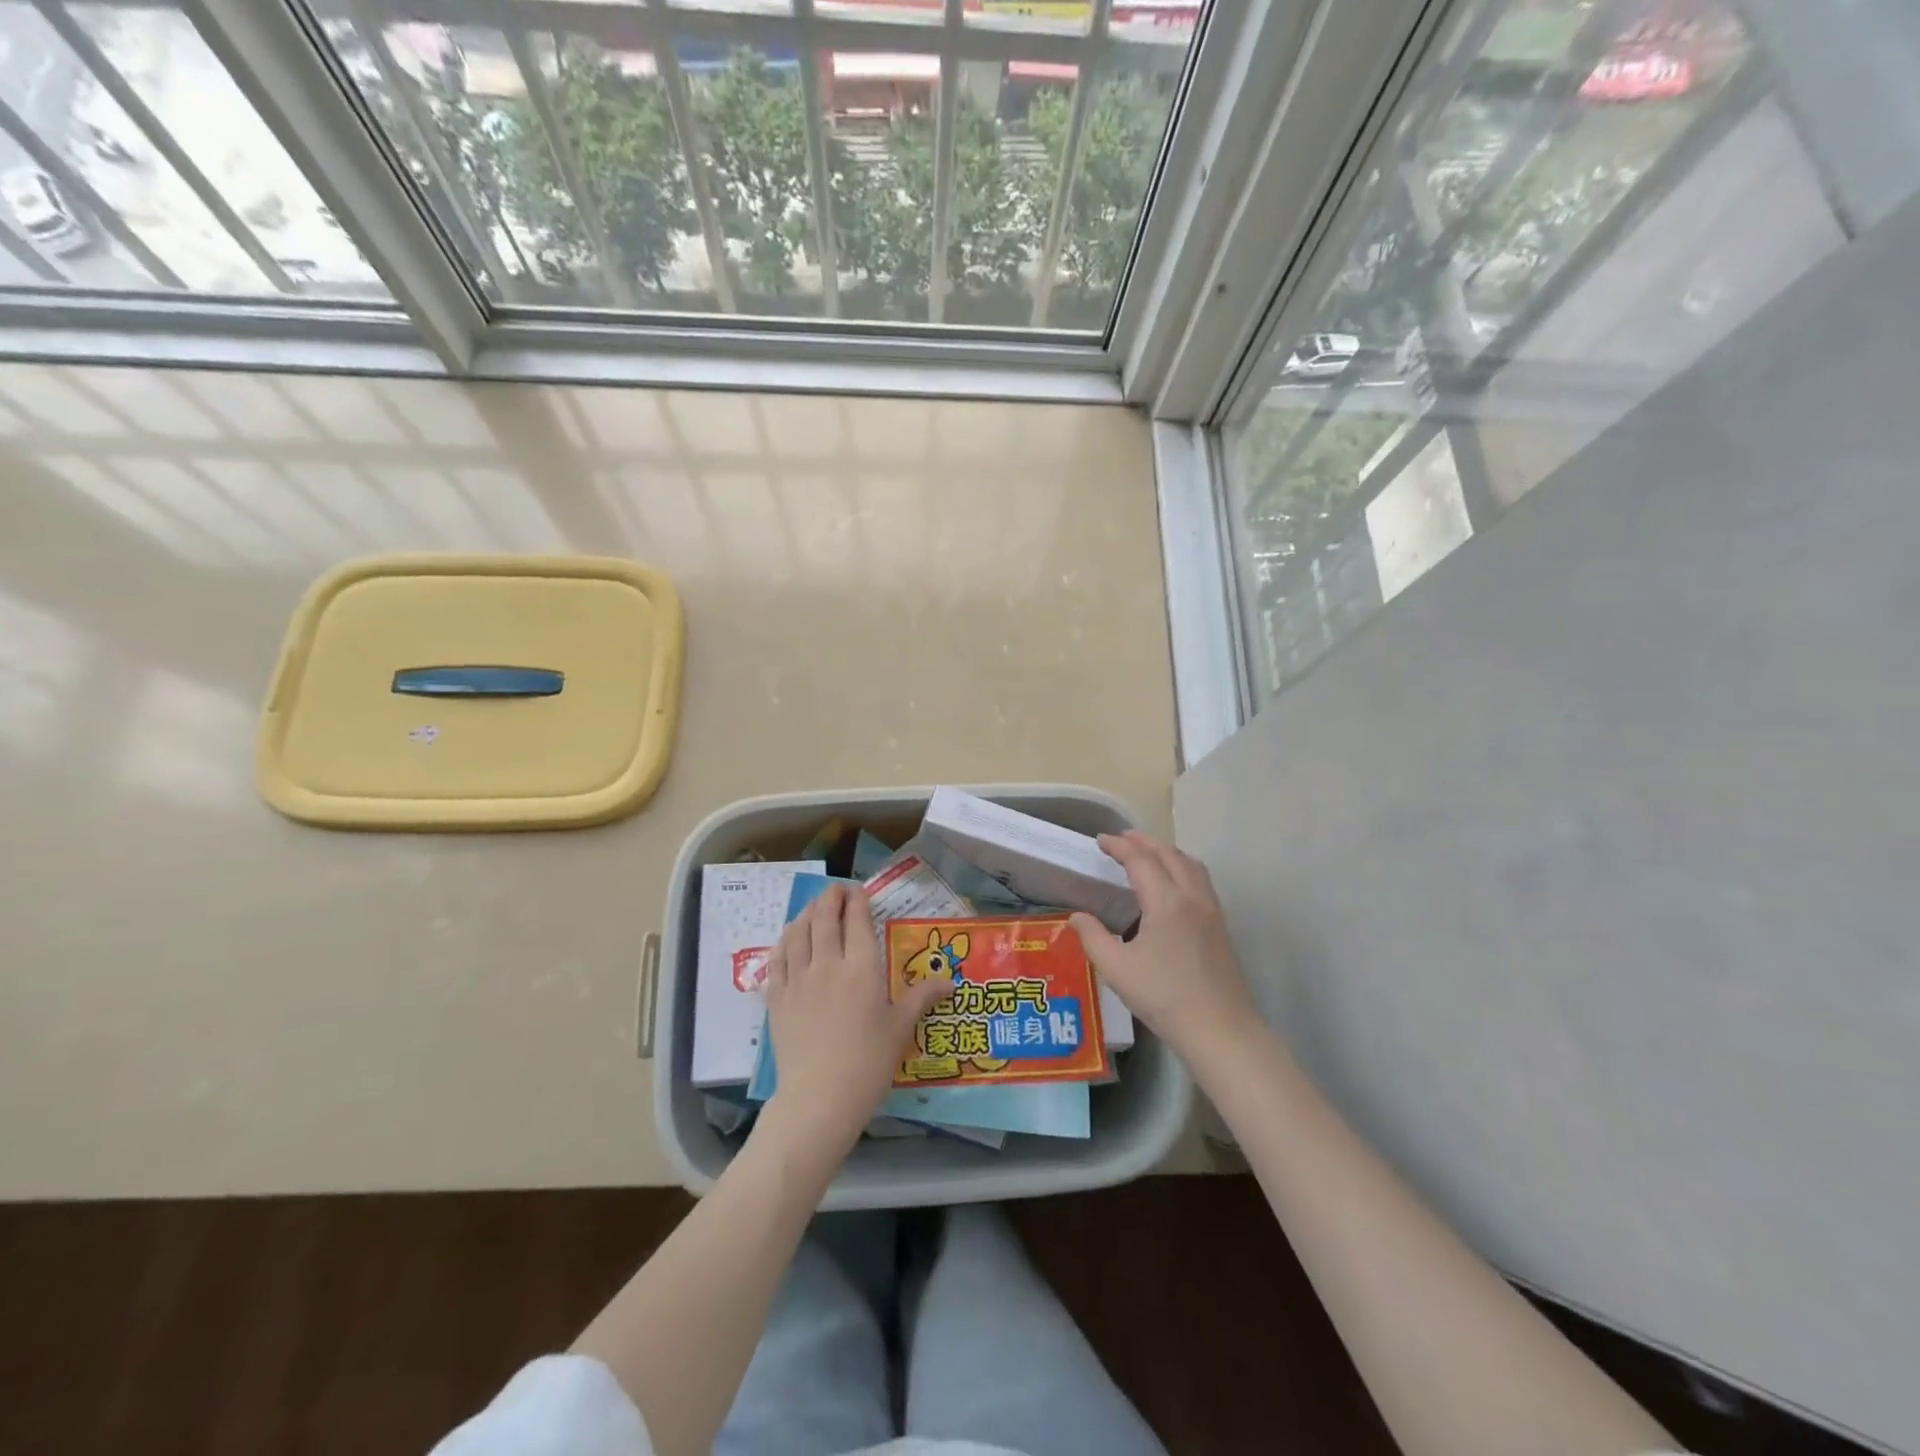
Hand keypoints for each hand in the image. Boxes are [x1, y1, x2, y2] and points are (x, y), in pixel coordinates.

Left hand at [761, 884, 952, 1160]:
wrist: (819, 1098)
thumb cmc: (868, 1063)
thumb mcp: (901, 1028)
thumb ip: (922, 997)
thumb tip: (951, 980)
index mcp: (861, 967)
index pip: (856, 919)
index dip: (857, 899)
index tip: (860, 890)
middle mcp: (827, 963)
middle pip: (824, 916)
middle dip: (831, 897)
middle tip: (838, 891)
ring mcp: (798, 978)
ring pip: (798, 930)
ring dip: (807, 913)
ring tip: (815, 909)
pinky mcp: (777, 996)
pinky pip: (777, 956)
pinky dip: (784, 940)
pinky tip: (789, 939)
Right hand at [1070, 832, 1259, 1060]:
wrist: (1220, 1030)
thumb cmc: (1164, 998)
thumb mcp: (1117, 969)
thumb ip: (1093, 937)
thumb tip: (1077, 917)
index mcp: (1166, 901)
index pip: (1140, 860)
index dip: (1119, 846)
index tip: (1100, 840)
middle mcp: (1192, 897)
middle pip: (1169, 854)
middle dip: (1144, 842)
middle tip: (1121, 839)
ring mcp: (1211, 911)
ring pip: (1190, 864)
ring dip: (1167, 852)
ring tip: (1148, 853)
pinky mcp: (1220, 926)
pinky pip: (1201, 880)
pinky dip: (1183, 868)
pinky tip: (1173, 884)